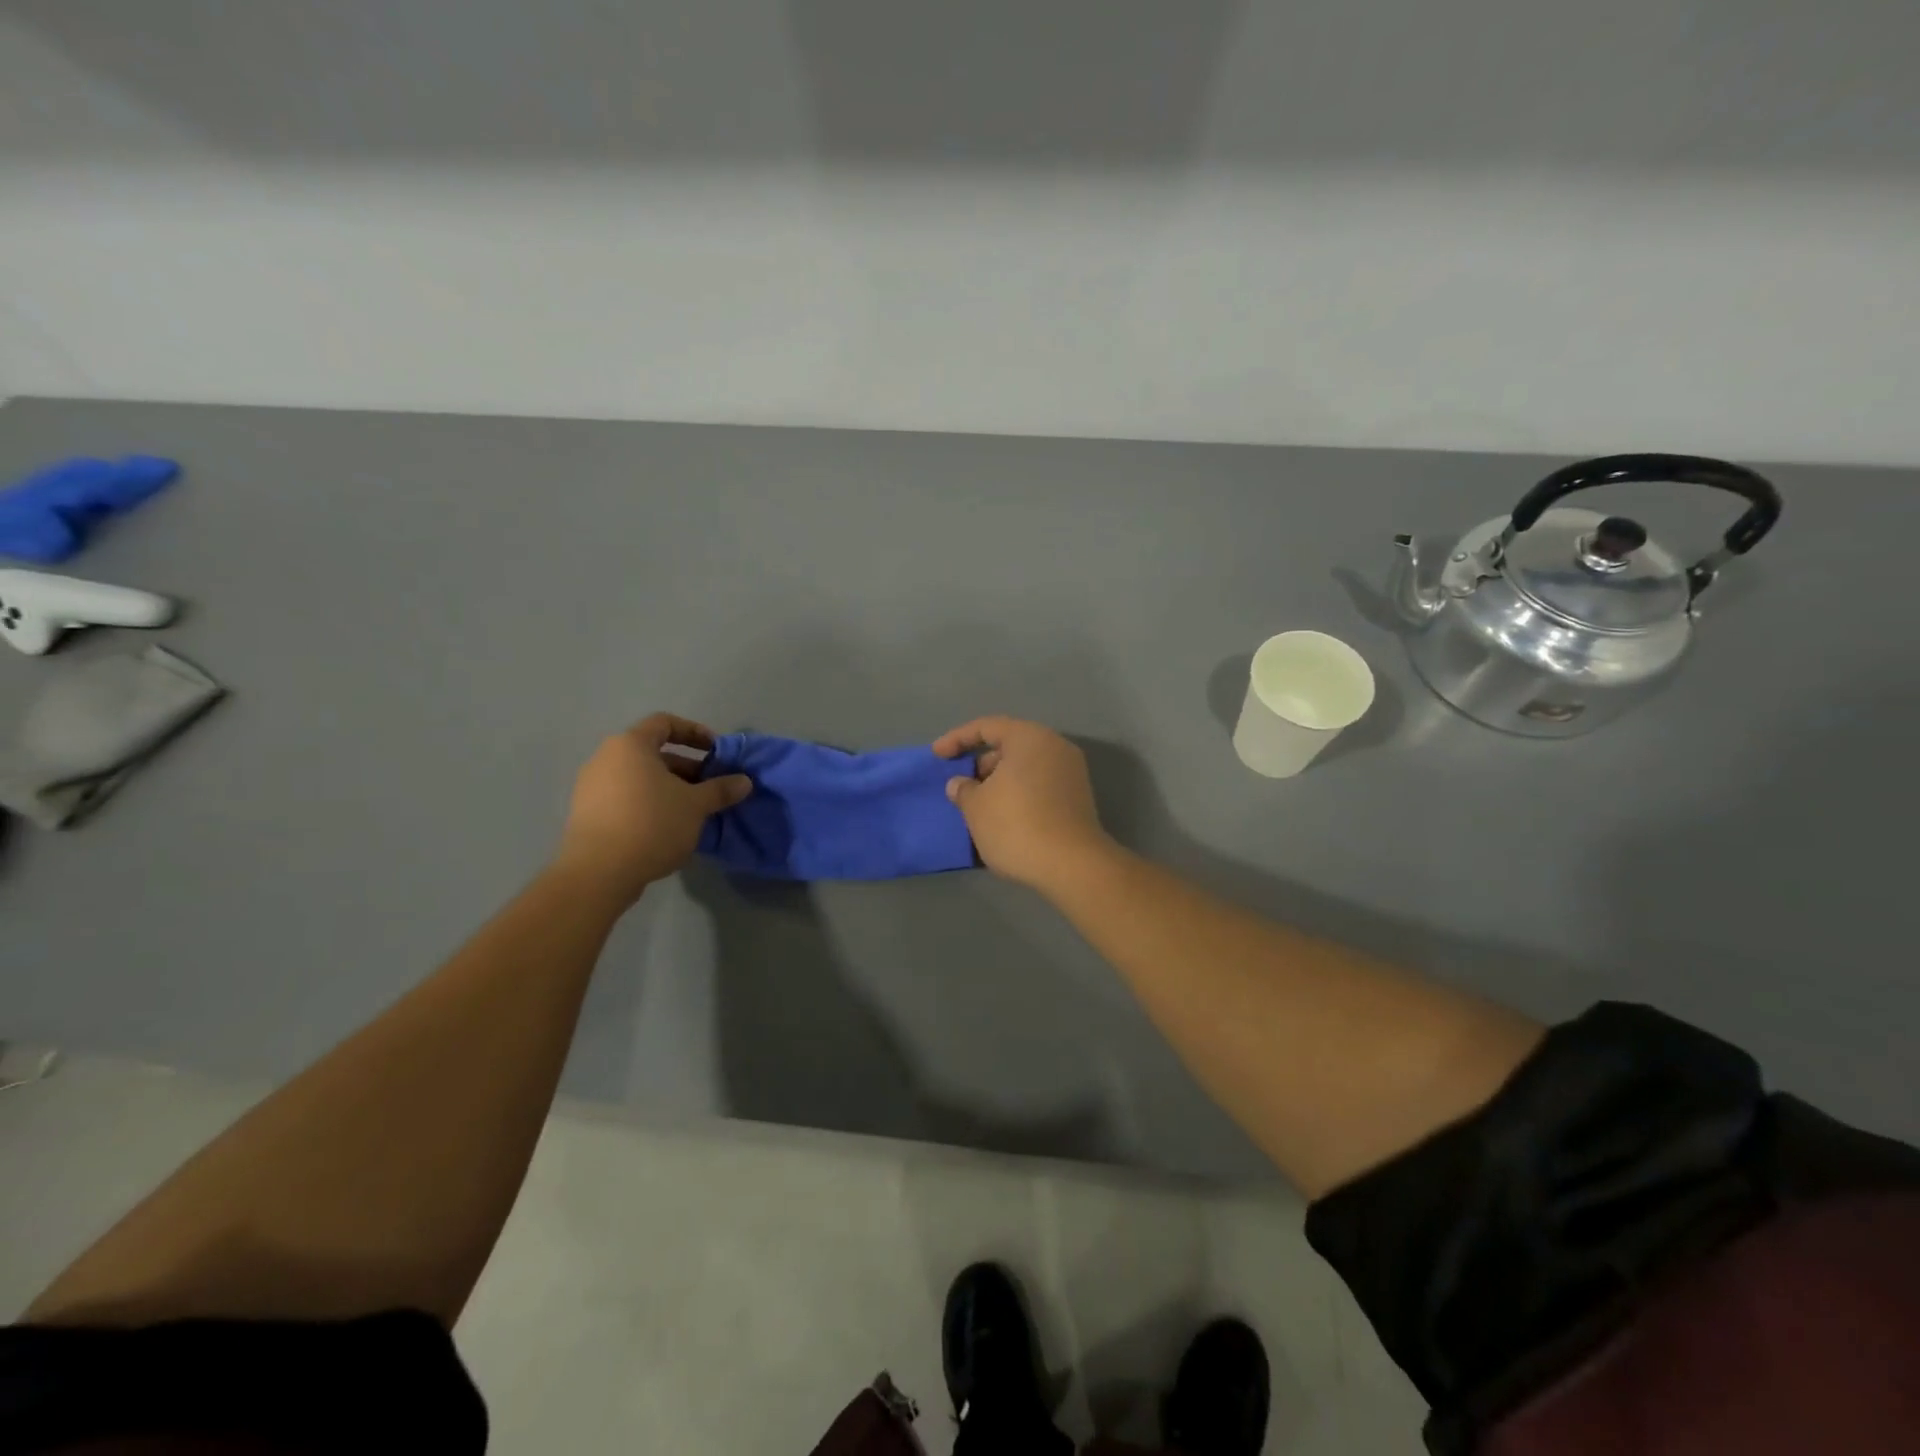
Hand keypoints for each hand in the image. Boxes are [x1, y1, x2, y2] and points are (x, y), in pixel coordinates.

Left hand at [555, 714, 751, 905]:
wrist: (598, 872)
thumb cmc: (652, 824)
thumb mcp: (695, 805)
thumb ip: (720, 789)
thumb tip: (744, 781)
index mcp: (630, 745)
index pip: (665, 723)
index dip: (695, 732)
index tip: (716, 751)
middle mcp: (606, 758)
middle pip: (653, 753)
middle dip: (687, 767)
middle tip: (711, 787)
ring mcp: (591, 786)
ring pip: (640, 777)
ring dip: (670, 788)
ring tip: (694, 810)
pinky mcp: (587, 814)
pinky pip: (626, 798)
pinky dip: (650, 804)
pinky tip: (668, 828)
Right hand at [933, 716, 1115, 893]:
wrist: (1071, 865)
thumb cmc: (1016, 825)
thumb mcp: (976, 807)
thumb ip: (963, 789)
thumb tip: (960, 784)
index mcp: (1029, 737)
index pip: (986, 727)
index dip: (957, 739)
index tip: (936, 756)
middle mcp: (1055, 747)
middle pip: (1009, 745)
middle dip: (980, 763)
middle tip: (960, 785)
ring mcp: (1071, 773)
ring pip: (1025, 768)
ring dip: (999, 781)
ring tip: (977, 805)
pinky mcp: (1077, 798)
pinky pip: (1039, 785)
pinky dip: (1018, 794)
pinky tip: (1002, 816)